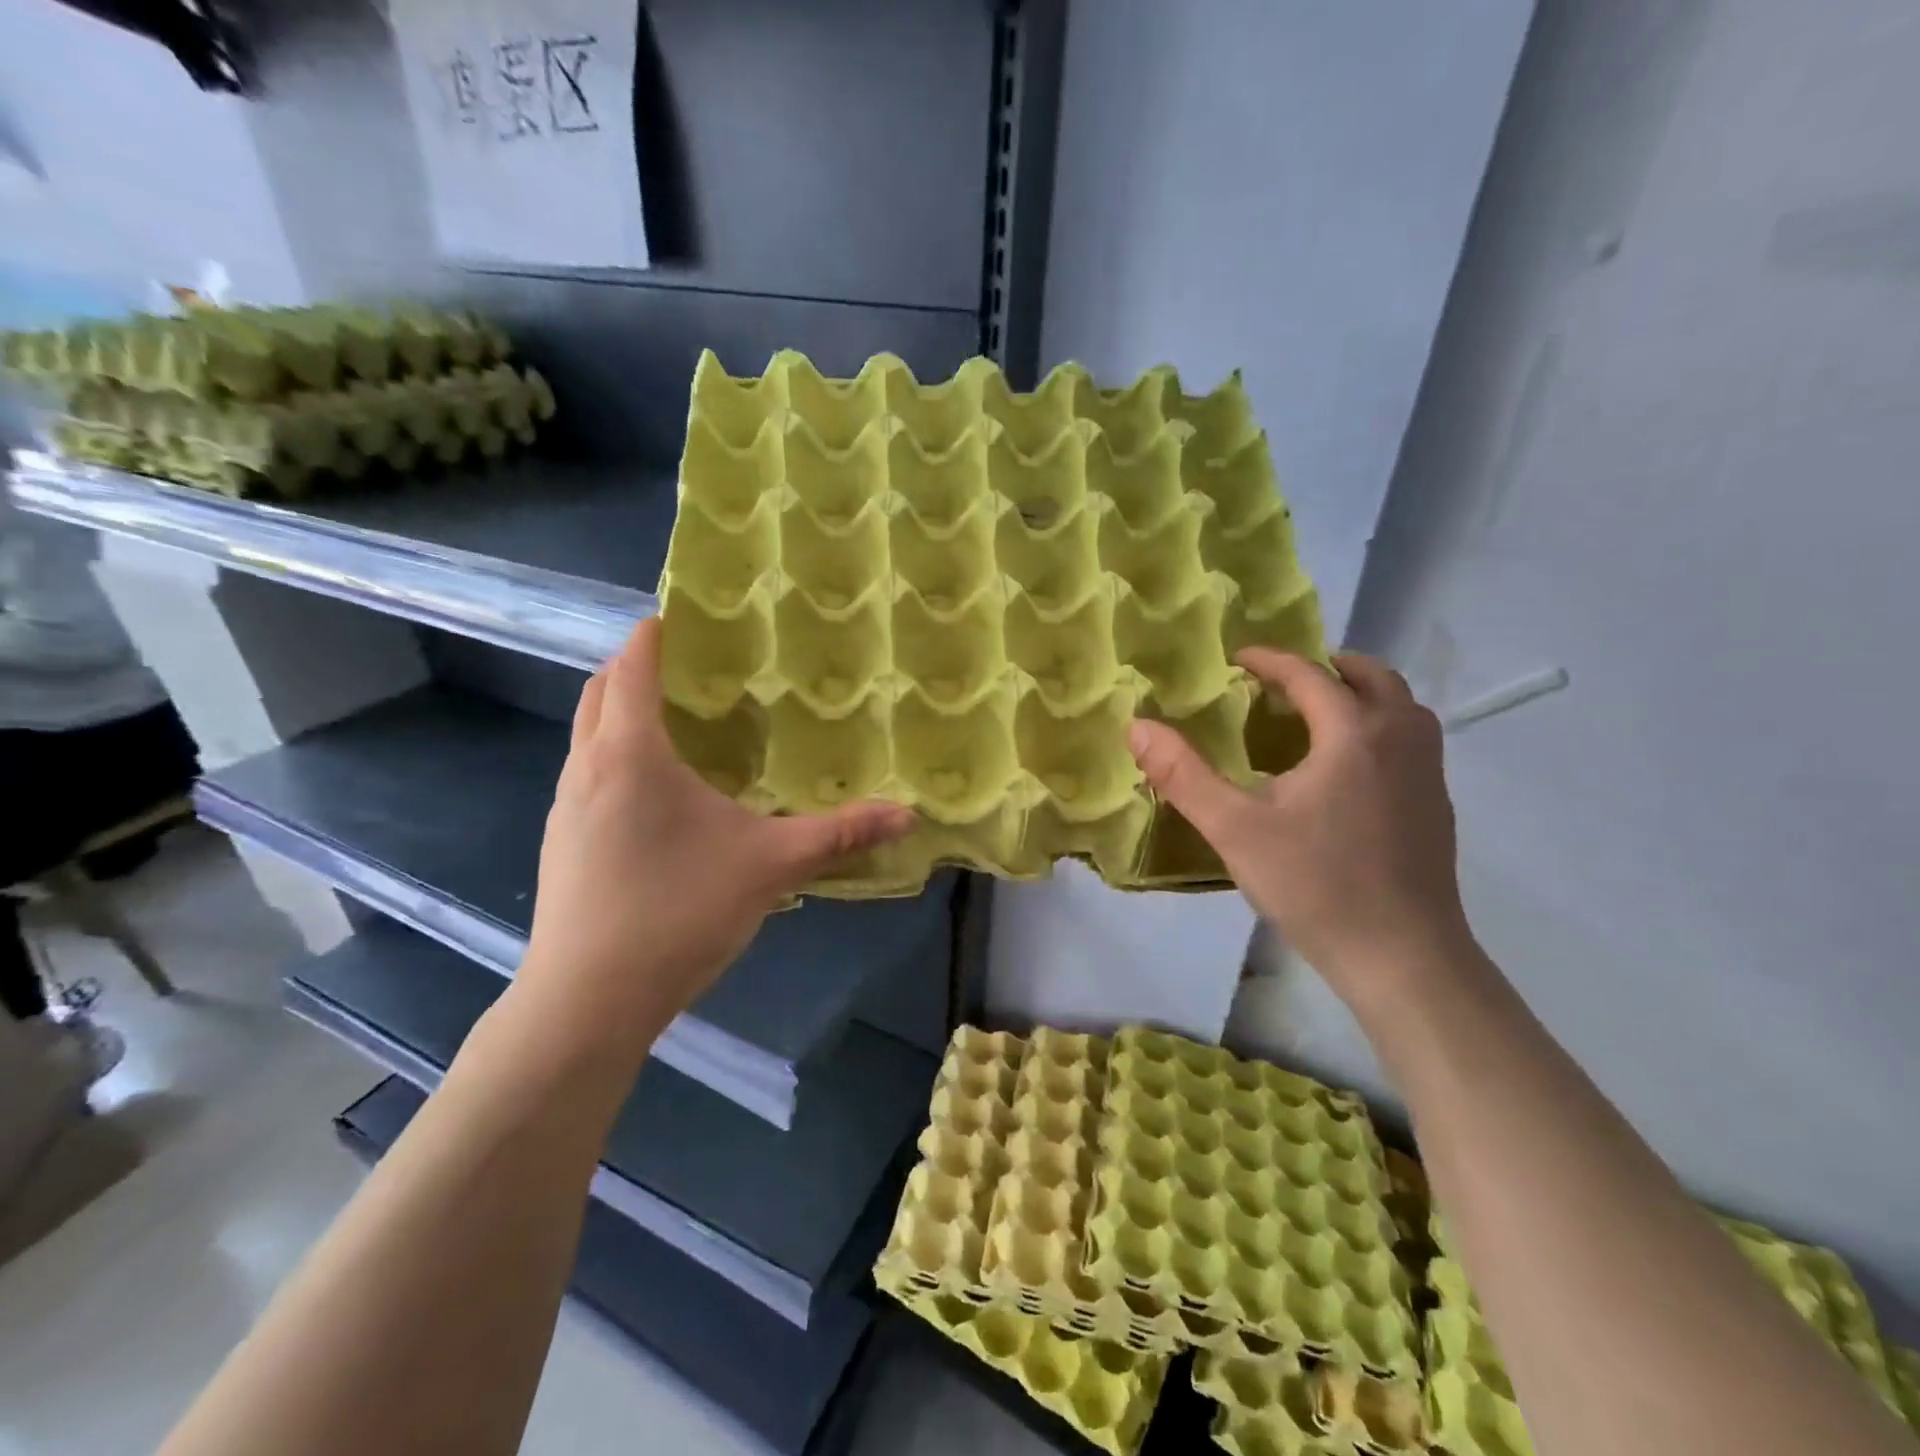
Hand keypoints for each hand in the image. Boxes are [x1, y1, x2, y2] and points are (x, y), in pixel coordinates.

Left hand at [520, 618, 914, 1046]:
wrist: (586, 1002)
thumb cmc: (677, 912)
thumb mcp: (770, 866)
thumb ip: (839, 834)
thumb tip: (907, 814)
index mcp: (631, 753)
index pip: (633, 666)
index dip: (654, 633)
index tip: (683, 616)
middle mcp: (587, 767)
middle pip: (599, 691)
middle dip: (635, 666)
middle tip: (690, 665)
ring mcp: (565, 807)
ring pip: (586, 734)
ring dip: (620, 712)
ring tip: (676, 720)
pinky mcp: (561, 844)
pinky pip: (586, 773)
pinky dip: (613, 754)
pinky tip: (656, 793)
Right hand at [1129, 650, 1472, 999]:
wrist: (1402, 957)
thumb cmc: (1315, 885)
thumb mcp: (1234, 829)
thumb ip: (1183, 775)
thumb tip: (1137, 727)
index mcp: (1352, 735)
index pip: (1310, 675)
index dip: (1272, 660)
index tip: (1239, 657)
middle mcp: (1400, 740)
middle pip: (1373, 678)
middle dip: (1328, 667)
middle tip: (1286, 679)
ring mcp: (1428, 774)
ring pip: (1402, 708)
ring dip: (1361, 695)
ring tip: (1318, 714)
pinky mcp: (1437, 807)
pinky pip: (1410, 742)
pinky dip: (1378, 729)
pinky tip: (1348, 770)